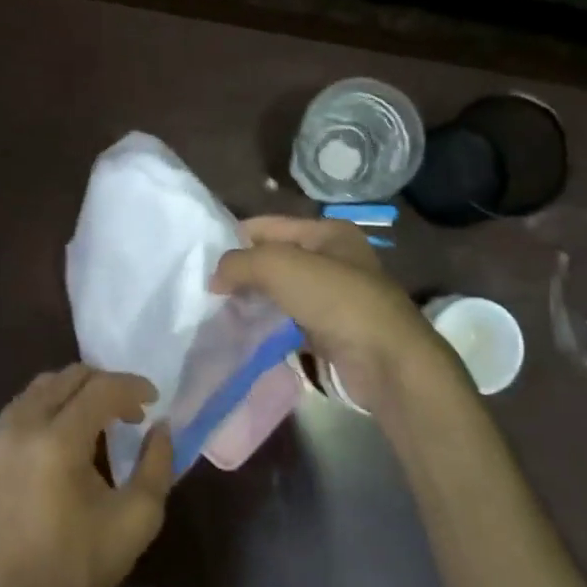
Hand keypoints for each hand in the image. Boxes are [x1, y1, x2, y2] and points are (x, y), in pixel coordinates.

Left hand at [0, 365, 173, 586]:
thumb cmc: (80, 568)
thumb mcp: (137, 518)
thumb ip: (158, 463)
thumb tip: (160, 426)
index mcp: (57, 441)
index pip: (100, 388)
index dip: (132, 387)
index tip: (153, 400)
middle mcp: (19, 427)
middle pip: (66, 377)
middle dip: (103, 384)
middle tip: (128, 410)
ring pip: (38, 390)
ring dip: (72, 394)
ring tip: (97, 422)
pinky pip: (17, 413)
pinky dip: (45, 411)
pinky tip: (62, 441)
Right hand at [212, 216, 456, 413]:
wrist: (385, 361)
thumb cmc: (336, 300)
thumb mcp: (280, 266)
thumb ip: (240, 263)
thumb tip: (215, 278)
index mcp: (328, 233)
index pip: (269, 226)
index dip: (235, 238)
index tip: (201, 258)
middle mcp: (334, 260)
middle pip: (275, 260)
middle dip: (243, 272)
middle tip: (207, 289)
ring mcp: (334, 298)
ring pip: (281, 293)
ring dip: (254, 301)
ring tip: (218, 312)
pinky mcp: (332, 332)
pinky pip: (290, 322)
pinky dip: (269, 326)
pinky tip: (245, 334)